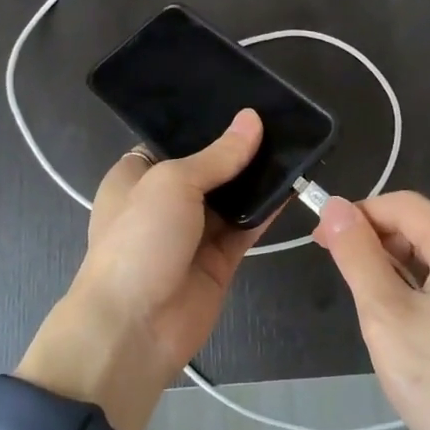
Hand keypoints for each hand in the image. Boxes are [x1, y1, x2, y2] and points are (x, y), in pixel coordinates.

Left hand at [22, 111, 269, 429]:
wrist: (134, 327)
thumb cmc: (139, 240)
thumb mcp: (172, 183)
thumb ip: (217, 155)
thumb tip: (252, 119)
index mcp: (137, 175)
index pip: (174, 140)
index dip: (206, 123)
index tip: (244, 102)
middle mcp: (164, 200)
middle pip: (209, 168)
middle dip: (239, 148)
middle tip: (282, 117)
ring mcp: (193, 232)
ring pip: (232, 197)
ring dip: (258, 177)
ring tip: (295, 142)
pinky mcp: (219, 259)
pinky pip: (248, 226)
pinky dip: (268, 209)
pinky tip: (295, 184)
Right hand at [313, 191, 429, 429]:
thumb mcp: (385, 315)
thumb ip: (358, 256)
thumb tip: (336, 207)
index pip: (405, 205)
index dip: (360, 214)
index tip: (324, 240)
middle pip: (423, 228)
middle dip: (377, 240)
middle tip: (339, 270)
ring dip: (395, 265)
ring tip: (366, 298)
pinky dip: (419, 287)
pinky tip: (402, 320)